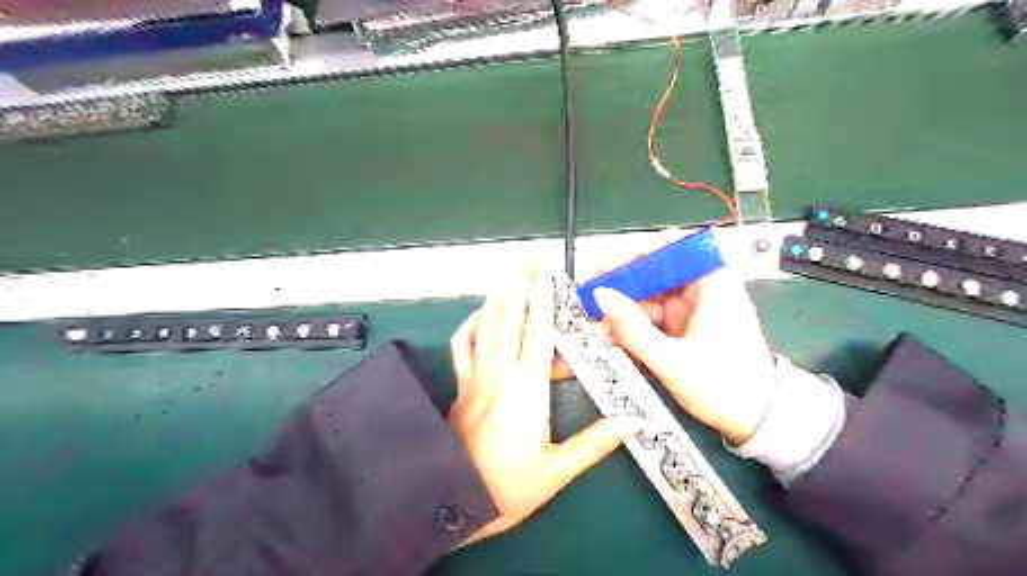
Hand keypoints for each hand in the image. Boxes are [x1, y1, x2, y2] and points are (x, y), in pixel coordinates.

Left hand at [448, 265, 638, 543]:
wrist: (455, 502)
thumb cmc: (509, 488)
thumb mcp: (558, 471)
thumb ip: (596, 443)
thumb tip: (634, 422)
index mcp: (526, 389)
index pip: (538, 331)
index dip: (544, 297)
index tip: (548, 271)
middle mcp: (499, 373)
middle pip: (509, 316)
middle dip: (521, 283)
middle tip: (531, 258)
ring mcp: (475, 376)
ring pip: (485, 324)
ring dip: (498, 296)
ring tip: (511, 275)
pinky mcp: (461, 385)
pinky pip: (461, 345)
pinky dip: (471, 324)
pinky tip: (481, 315)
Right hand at [559, 238, 774, 443]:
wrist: (757, 419)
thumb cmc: (728, 388)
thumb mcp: (673, 362)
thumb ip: (633, 329)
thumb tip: (601, 297)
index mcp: (713, 284)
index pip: (672, 245)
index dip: (636, 251)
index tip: (608, 267)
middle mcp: (702, 288)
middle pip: (654, 269)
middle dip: (622, 285)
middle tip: (597, 302)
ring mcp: (692, 306)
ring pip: (648, 293)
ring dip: (625, 309)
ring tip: (608, 330)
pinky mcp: (684, 323)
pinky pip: (652, 314)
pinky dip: (635, 324)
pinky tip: (623, 340)